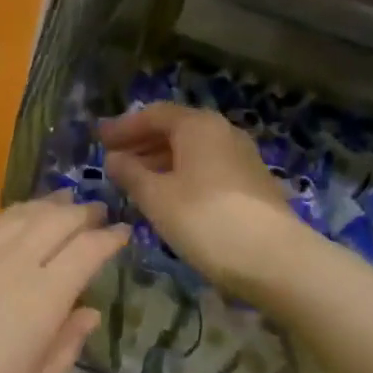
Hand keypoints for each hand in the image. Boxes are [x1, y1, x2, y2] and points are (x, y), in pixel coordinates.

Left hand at [0, 196, 126, 372]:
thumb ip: (63, 349)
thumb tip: (87, 312)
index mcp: (40, 299)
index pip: (85, 252)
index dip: (109, 239)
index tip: (124, 233)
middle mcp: (8, 266)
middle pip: (53, 222)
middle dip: (81, 213)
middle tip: (97, 212)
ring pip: (16, 217)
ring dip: (45, 206)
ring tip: (61, 203)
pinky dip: (5, 216)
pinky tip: (9, 219)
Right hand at [98, 102, 301, 300]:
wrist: (274, 258)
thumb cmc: (204, 219)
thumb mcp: (156, 197)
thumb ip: (131, 173)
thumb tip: (114, 158)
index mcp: (198, 126)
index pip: (153, 114)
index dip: (123, 127)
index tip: (99, 140)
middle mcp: (222, 132)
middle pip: (175, 129)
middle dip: (142, 143)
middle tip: (113, 159)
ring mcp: (241, 157)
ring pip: (192, 150)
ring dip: (161, 161)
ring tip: (135, 181)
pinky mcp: (251, 183)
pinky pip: (207, 168)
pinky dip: (182, 175)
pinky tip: (168, 197)